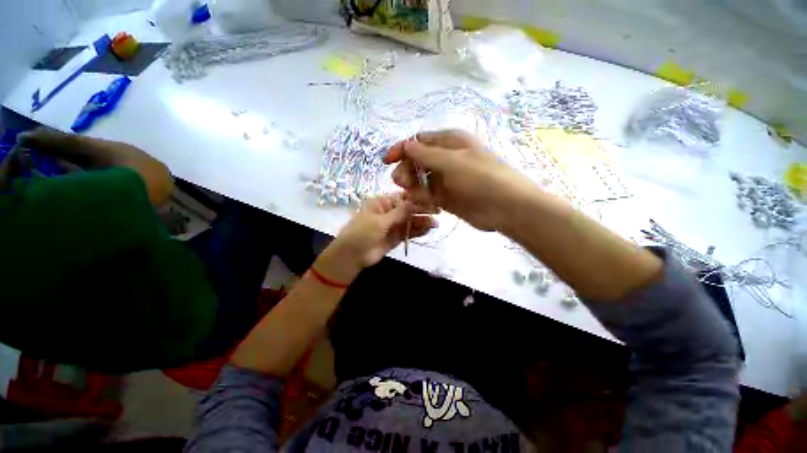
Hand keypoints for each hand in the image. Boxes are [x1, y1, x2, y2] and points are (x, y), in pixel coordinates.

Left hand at [322, 194, 435, 279]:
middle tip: (437, 212)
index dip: (415, 199)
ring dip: (422, 222)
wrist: (352, 256)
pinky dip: (417, 231)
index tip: (430, 200)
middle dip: (421, 211)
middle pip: (407, 210)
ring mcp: (392, 226)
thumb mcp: (380, 220)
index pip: (401, 198)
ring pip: (409, 222)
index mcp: (381, 203)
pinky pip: (408, 233)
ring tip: (435, 223)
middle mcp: (388, 213)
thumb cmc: (362, 232)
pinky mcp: (395, 238)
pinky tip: (428, 230)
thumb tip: (415, 201)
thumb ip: (399, 213)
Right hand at [384, 129, 530, 230]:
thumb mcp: (452, 161)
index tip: (386, 161)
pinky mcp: (446, 197)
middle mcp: (446, 159)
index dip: (401, 149)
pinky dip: (421, 197)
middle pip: (417, 161)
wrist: (506, 207)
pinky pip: (427, 194)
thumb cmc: (481, 177)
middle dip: (406, 170)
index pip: (419, 142)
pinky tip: (422, 201)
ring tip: (412, 193)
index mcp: (450, 142)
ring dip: (412, 185)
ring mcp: (446, 179)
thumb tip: (406, 145)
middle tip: (402, 182)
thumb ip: (426, 154)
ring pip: (420, 179)